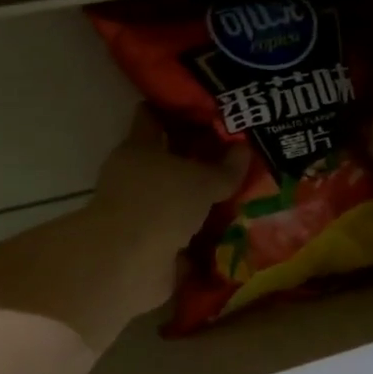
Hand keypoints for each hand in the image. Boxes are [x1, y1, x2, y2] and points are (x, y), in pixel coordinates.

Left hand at [83, 105, 247, 320]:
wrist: (129, 264)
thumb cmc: (161, 203)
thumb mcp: (202, 180)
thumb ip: (225, 168)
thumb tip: (243, 149)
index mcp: (138, 147)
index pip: (151, 116)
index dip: (176, 111)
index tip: (206, 110)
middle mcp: (133, 176)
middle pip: (165, 160)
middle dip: (195, 160)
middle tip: (233, 156)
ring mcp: (137, 212)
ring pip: (173, 198)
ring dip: (197, 201)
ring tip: (237, 197)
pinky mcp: (145, 245)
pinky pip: (178, 234)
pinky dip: (197, 235)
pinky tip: (227, 234)